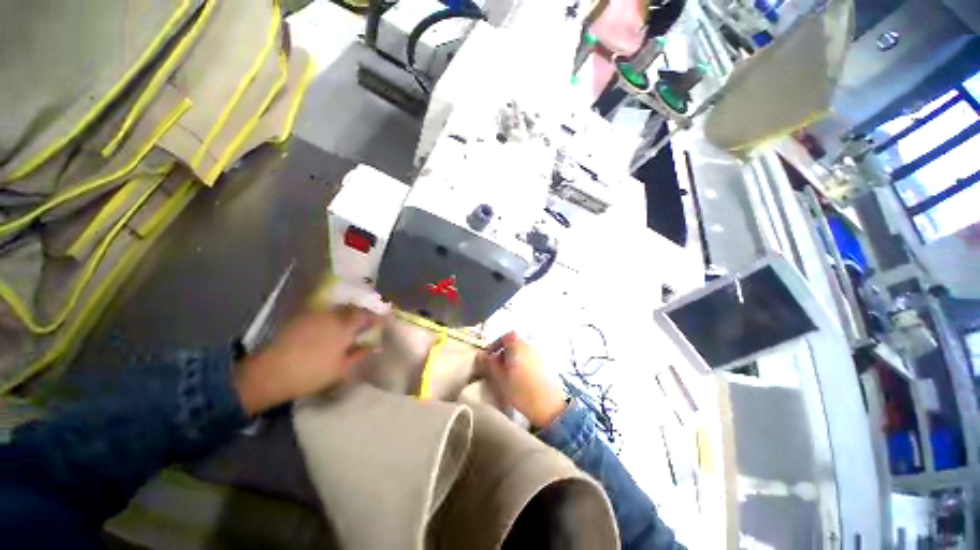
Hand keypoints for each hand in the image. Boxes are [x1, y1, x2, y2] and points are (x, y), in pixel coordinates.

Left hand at [234, 306, 380, 413]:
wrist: (270, 373)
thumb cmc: (311, 372)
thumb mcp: (342, 368)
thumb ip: (360, 354)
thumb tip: (373, 345)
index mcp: (345, 326)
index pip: (367, 316)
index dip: (377, 318)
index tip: (383, 321)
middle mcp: (332, 315)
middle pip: (352, 309)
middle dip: (362, 314)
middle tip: (367, 323)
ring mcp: (315, 315)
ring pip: (337, 310)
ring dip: (346, 315)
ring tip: (349, 325)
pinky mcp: (300, 318)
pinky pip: (323, 313)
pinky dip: (331, 317)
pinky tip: (329, 328)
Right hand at [478, 332, 566, 427]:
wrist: (550, 406)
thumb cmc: (522, 391)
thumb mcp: (500, 379)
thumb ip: (491, 364)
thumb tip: (484, 356)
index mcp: (519, 345)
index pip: (506, 336)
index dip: (496, 344)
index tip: (490, 355)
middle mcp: (531, 344)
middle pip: (515, 343)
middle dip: (505, 352)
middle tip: (498, 366)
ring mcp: (541, 353)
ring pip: (524, 351)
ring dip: (515, 358)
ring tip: (509, 374)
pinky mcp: (548, 363)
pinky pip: (532, 357)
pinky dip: (525, 363)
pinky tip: (522, 377)